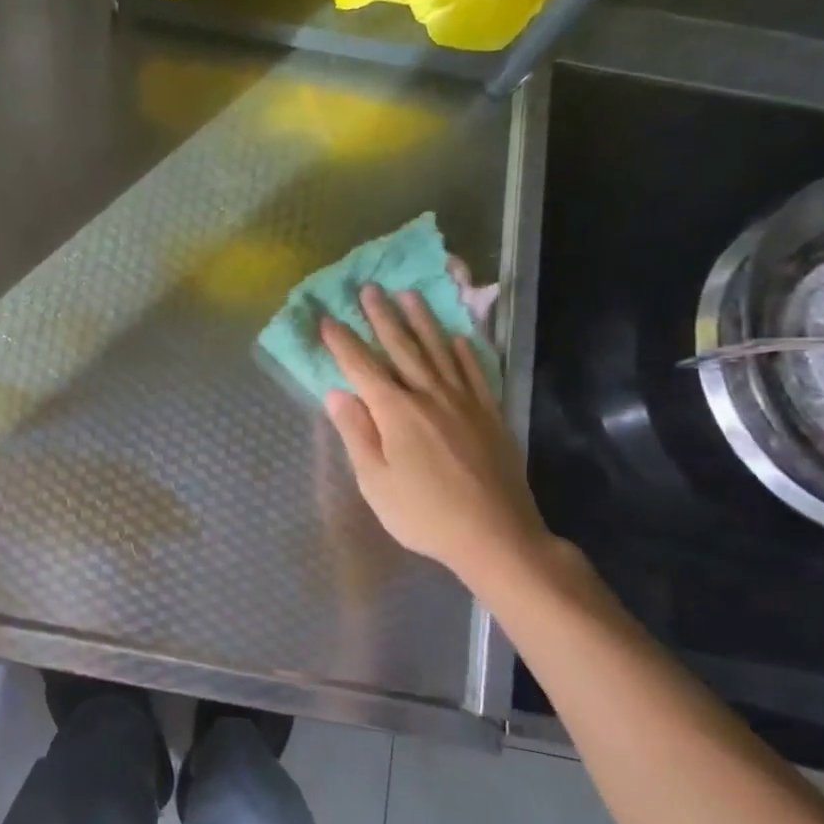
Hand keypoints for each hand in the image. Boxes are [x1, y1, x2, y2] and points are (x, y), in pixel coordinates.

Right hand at [320, 285, 555, 591]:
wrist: (496, 535)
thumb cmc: (424, 513)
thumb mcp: (375, 481)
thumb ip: (356, 433)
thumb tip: (336, 393)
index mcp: (396, 412)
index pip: (362, 367)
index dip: (342, 342)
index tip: (327, 318)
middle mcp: (429, 396)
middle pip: (401, 348)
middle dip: (382, 317)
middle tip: (370, 289)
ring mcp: (464, 402)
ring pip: (439, 351)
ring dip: (422, 321)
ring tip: (410, 295)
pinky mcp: (489, 414)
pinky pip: (475, 373)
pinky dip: (464, 352)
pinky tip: (458, 338)